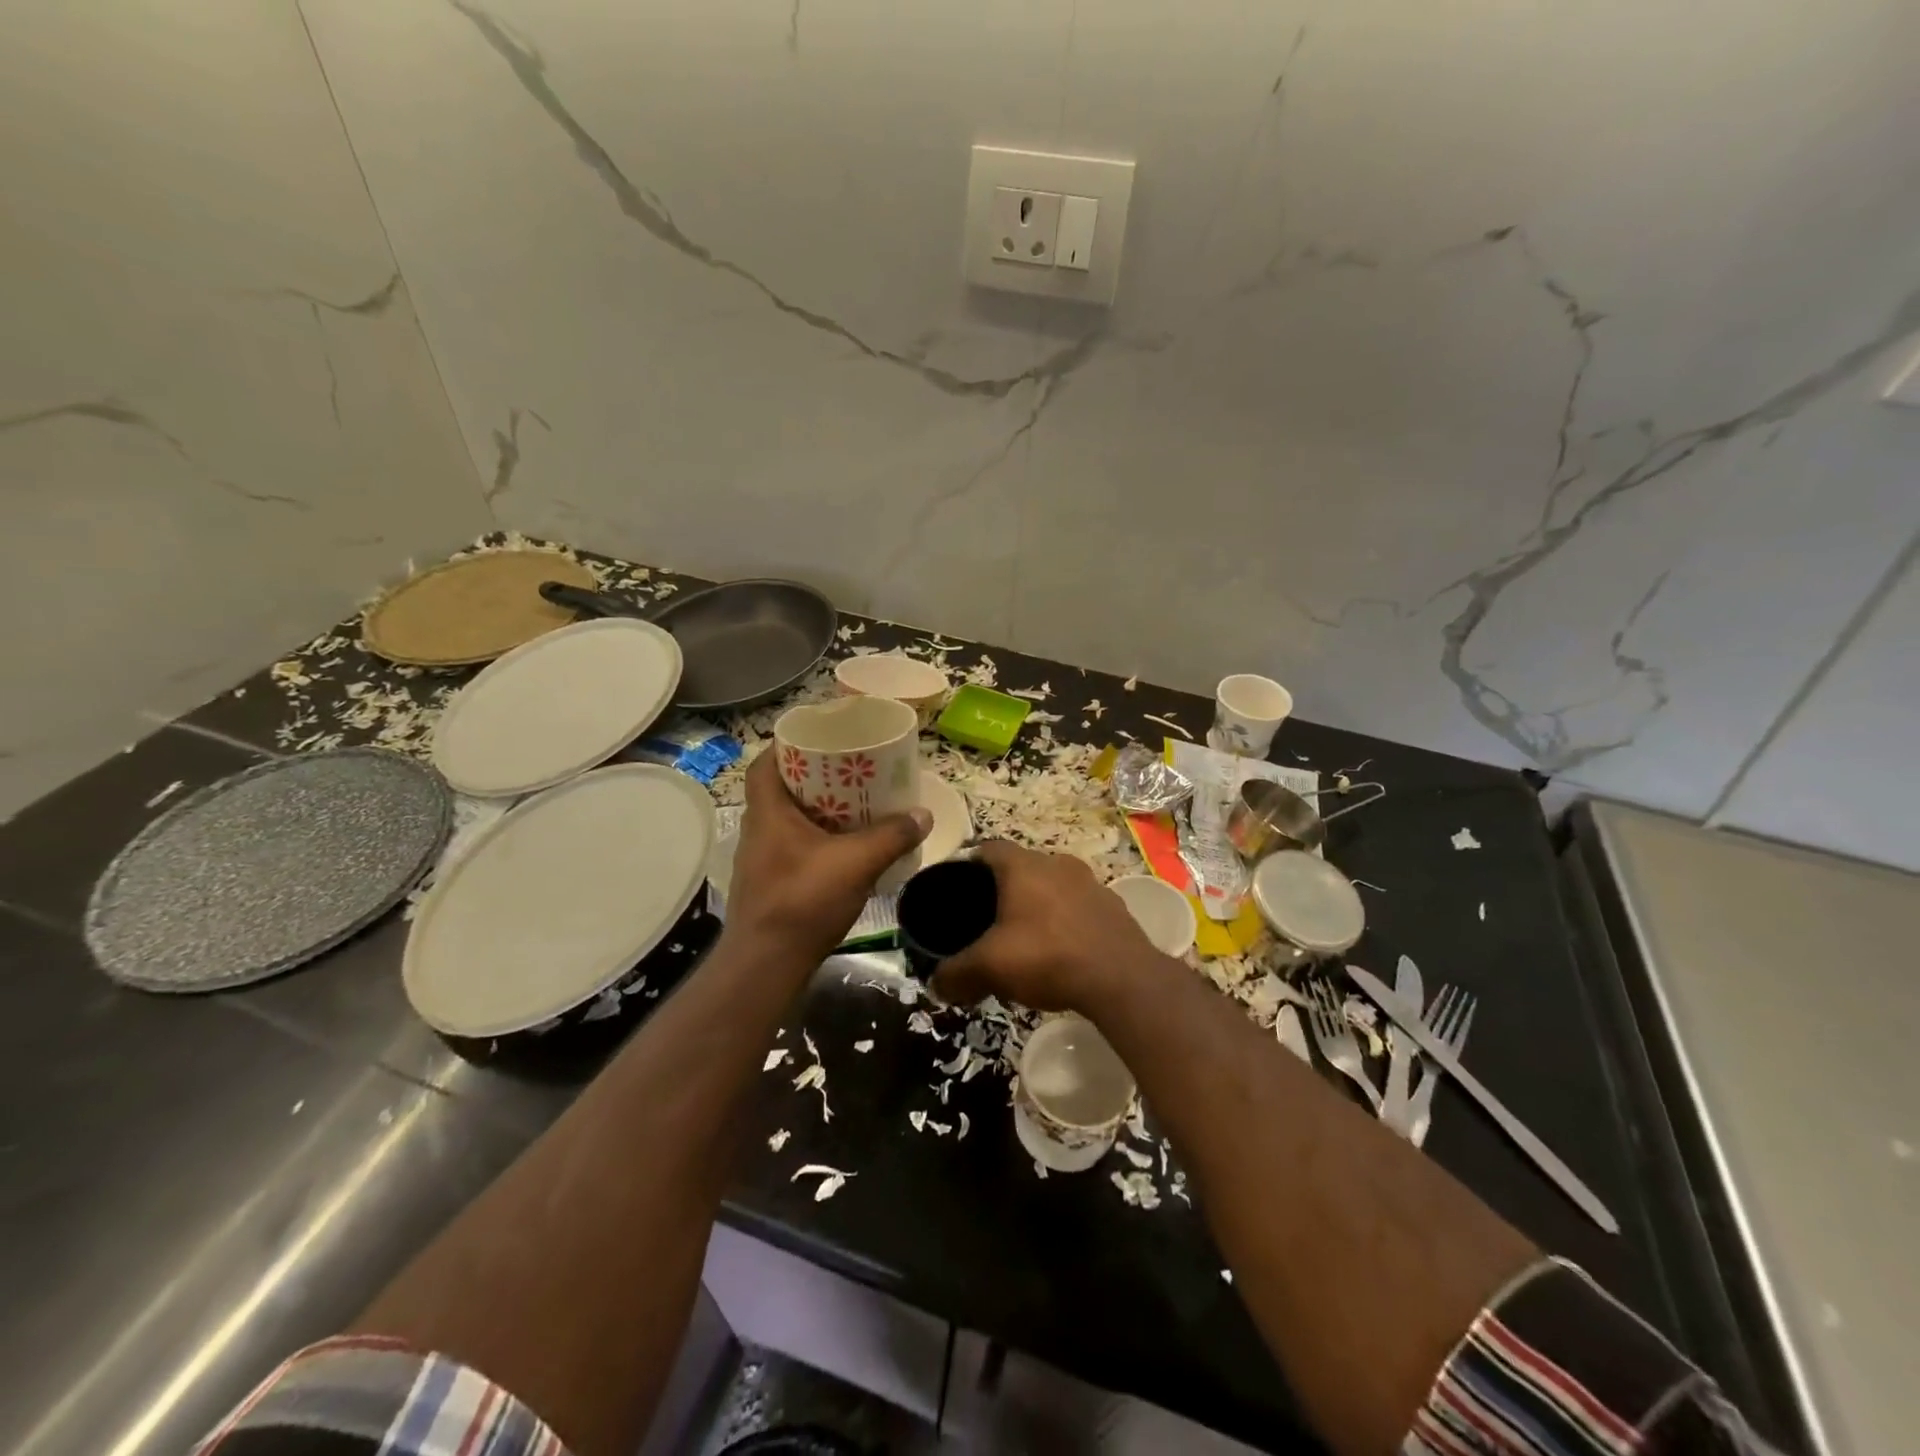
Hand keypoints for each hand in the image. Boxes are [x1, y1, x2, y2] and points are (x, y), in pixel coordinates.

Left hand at [724, 746, 930, 969]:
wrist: (767, 964)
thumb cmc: (803, 901)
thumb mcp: (856, 863)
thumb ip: (891, 836)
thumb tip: (923, 814)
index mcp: (768, 812)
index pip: (765, 762)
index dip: (788, 745)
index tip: (820, 740)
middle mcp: (758, 829)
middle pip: (781, 788)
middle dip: (814, 777)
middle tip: (849, 770)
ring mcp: (760, 858)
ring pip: (788, 819)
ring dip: (817, 810)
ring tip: (854, 805)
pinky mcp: (769, 883)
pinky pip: (794, 845)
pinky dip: (817, 839)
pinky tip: (845, 848)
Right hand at [933, 841, 1159, 1012]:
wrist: (1122, 979)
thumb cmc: (1047, 956)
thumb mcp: (990, 967)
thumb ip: (956, 973)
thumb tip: (936, 984)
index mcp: (1023, 866)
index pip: (988, 849)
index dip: (969, 866)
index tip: (958, 891)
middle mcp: (1057, 863)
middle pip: (1021, 868)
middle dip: (1003, 891)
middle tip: (987, 922)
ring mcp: (1090, 883)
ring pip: (1052, 886)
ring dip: (1037, 906)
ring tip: (1024, 940)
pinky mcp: (1113, 907)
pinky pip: (1078, 907)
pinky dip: (1065, 922)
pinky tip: (1060, 952)